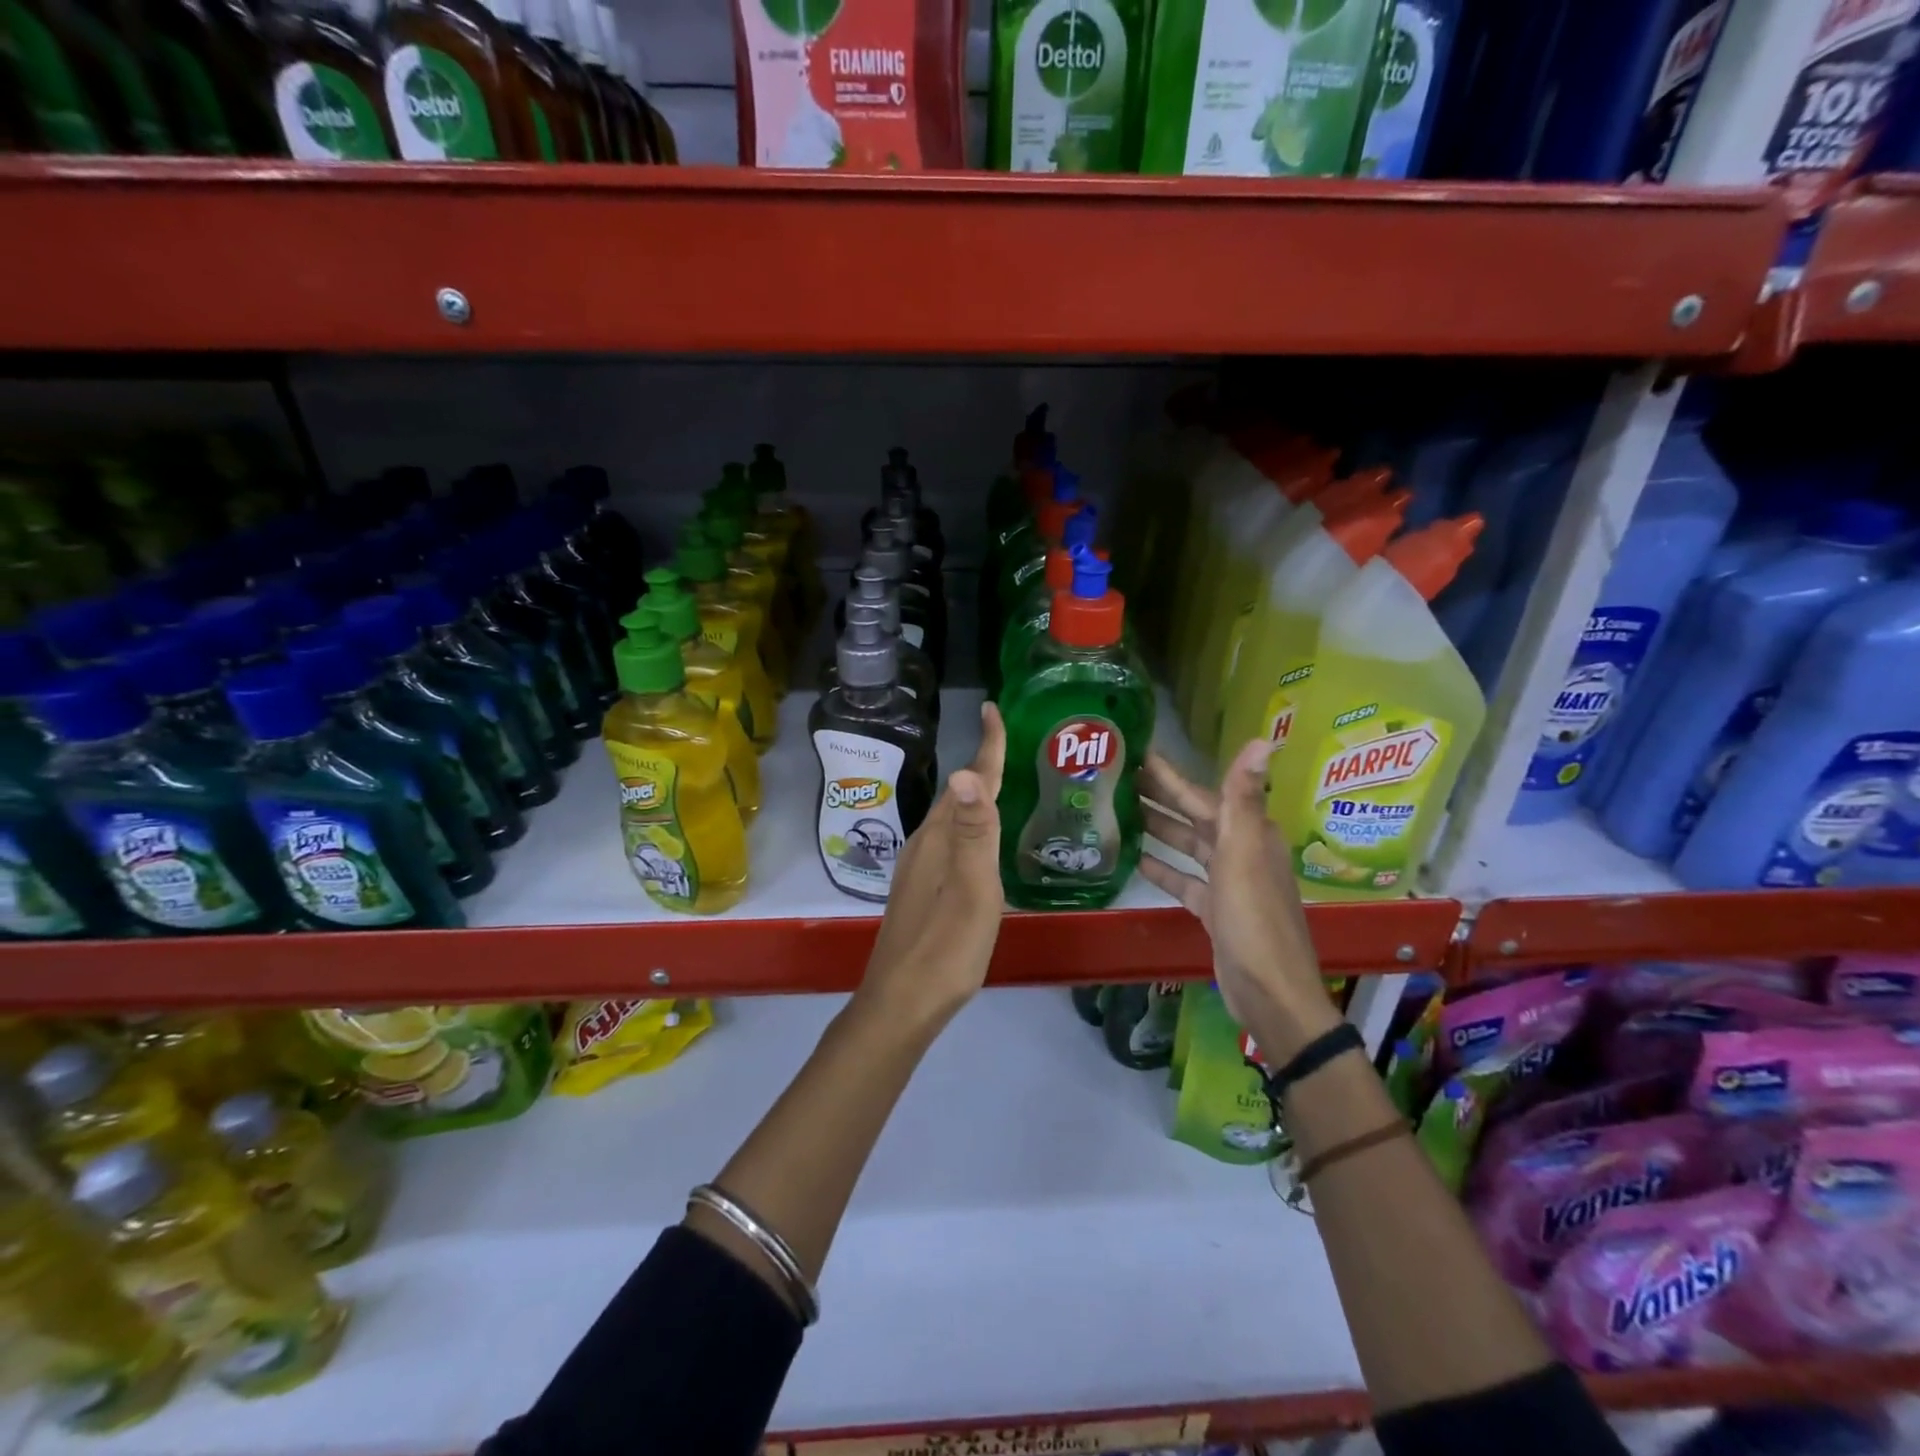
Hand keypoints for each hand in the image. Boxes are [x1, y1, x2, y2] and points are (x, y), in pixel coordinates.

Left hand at [855, 701, 1006, 1031]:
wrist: (902, 1003)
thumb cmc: (945, 948)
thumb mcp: (971, 891)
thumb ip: (973, 833)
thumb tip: (965, 771)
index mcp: (939, 840)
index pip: (966, 782)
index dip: (985, 746)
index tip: (992, 708)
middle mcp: (925, 845)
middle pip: (957, 795)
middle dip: (982, 764)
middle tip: (1009, 742)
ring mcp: (918, 868)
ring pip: (950, 818)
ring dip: (974, 795)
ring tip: (1000, 782)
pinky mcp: (920, 890)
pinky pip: (949, 841)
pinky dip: (968, 825)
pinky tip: (978, 841)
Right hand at [1137, 740, 1340, 1060]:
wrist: (1270, 991)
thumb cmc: (1254, 918)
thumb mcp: (1244, 853)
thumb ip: (1243, 797)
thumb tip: (1266, 738)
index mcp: (1248, 833)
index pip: (1202, 794)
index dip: (1171, 774)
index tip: (1138, 752)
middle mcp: (1240, 851)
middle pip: (1193, 816)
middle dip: (1159, 796)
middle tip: (1116, 777)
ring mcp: (1228, 882)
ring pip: (1187, 846)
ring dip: (1158, 828)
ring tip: (1119, 811)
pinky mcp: (1215, 910)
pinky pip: (1185, 880)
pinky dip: (1163, 869)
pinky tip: (1135, 859)